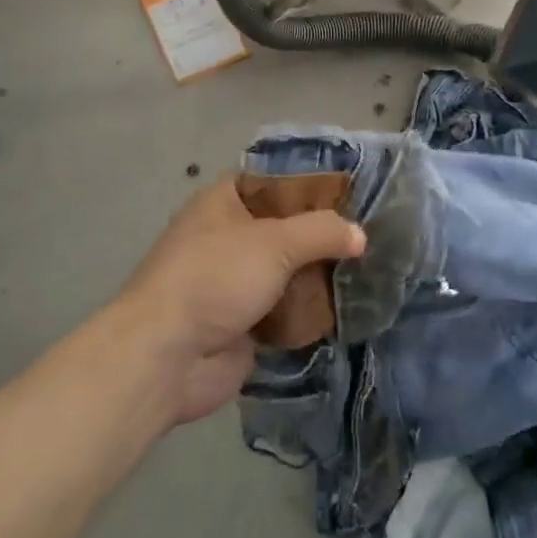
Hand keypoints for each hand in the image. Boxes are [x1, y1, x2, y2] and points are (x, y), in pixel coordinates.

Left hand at [111, 181, 364, 425]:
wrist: (166, 357)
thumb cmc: (215, 278)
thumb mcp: (274, 242)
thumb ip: (321, 232)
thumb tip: (360, 235)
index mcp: (223, 202)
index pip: (273, 181)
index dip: (311, 184)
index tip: (353, 191)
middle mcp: (228, 237)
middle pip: (285, 229)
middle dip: (323, 235)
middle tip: (370, 235)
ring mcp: (234, 283)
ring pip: (287, 272)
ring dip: (319, 276)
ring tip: (370, 271)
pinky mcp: (244, 325)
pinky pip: (286, 312)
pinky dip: (310, 312)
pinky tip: (349, 309)